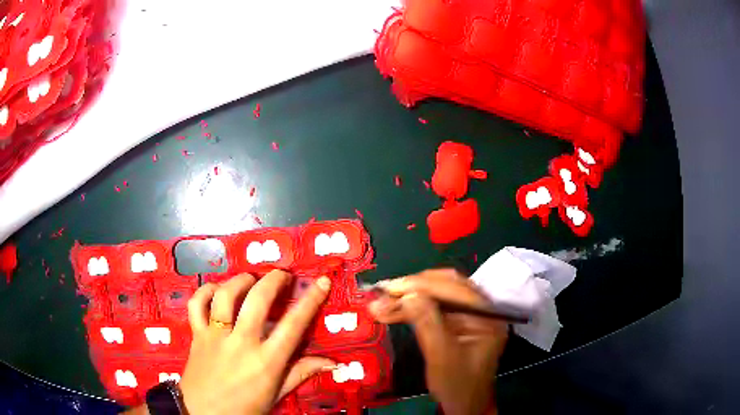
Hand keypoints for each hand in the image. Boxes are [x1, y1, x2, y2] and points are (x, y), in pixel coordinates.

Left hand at [178, 270, 334, 414]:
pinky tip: (216, 290)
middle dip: (273, 280)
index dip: (311, 300)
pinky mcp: (197, 334)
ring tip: (250, 279)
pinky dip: (205, 291)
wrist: (202, 414)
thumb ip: (300, 374)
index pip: (294, 325)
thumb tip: (331, 363)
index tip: (322, 282)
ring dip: (241, 281)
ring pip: (226, 296)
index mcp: (266, 362)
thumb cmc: (244, 409)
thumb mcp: (276, 395)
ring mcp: (216, 336)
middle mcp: (241, 343)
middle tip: (281, 275)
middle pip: (258, 300)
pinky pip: (197, 304)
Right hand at [368, 269, 507, 414]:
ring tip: (382, 303)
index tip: (391, 287)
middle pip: (447, 286)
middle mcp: (481, 310)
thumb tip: (406, 294)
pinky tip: (393, 311)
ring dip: (410, 298)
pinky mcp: (457, 323)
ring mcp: (470, 315)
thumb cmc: (457, 385)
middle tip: (385, 292)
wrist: (464, 405)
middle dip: (413, 289)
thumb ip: (426, 322)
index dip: (421, 286)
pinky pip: (434, 308)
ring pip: (438, 295)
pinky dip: (413, 308)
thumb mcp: (442, 355)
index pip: (455, 290)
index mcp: (487, 316)